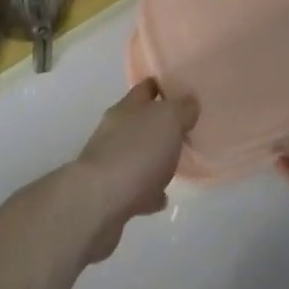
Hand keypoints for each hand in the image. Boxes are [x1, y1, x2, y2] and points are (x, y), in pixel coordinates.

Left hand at [70, 79, 198, 262]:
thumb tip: (189, 101)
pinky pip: (135, 187)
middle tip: (186, 130)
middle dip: (160, 125)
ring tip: (176, 165)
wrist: (99, 203)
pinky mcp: (110, 193)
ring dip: (154, 159)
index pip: (146, 87)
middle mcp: (115, 130)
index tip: (183, 90)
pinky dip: (148, 191)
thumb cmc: (136, 152)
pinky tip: (161, 198)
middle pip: (141, 120)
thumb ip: (182, 108)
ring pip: (137, 153)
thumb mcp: (168, 120)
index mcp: (128, 107)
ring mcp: (110, 161)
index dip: (163, 86)